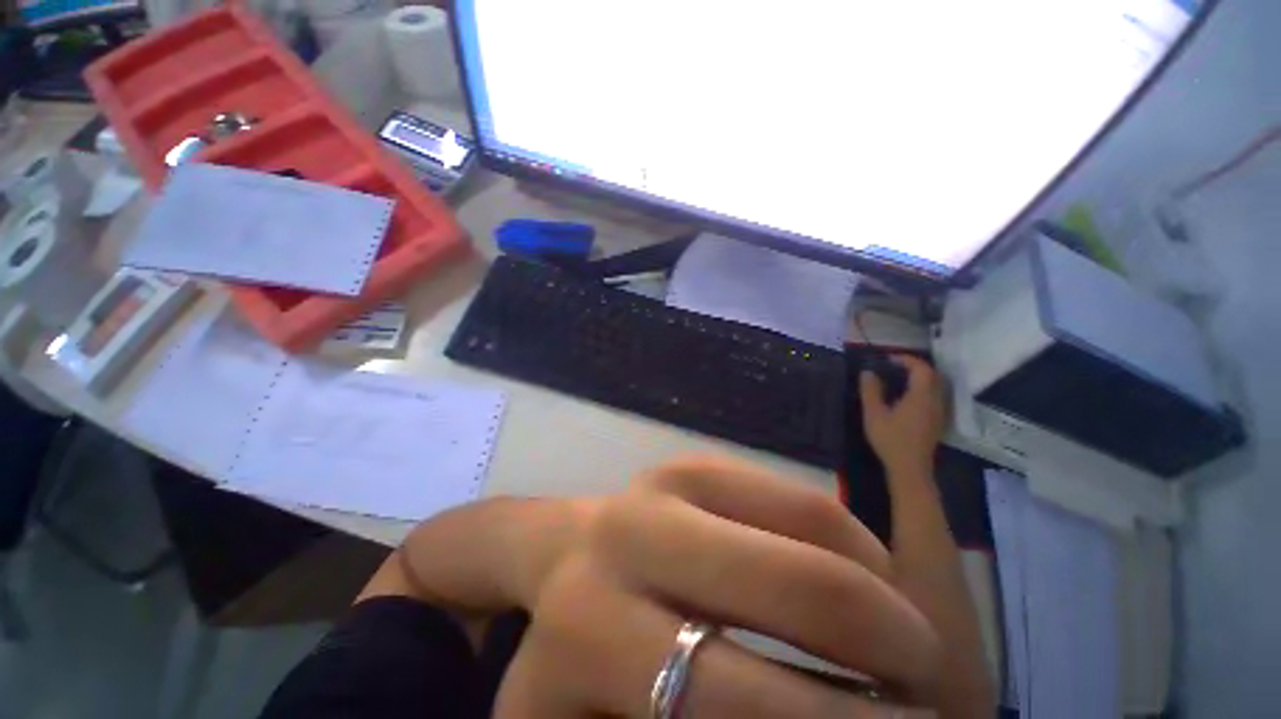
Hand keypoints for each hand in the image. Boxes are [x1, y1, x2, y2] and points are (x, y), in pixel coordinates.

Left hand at [494, 455, 942, 717]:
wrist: (568, 559)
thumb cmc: (578, 656)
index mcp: (593, 630)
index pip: (739, 699)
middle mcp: (632, 538)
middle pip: (801, 590)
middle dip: (892, 646)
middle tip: (932, 696)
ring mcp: (667, 483)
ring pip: (813, 526)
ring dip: (882, 592)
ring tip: (907, 642)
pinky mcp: (694, 461)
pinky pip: (798, 496)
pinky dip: (853, 543)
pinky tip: (862, 579)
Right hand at [860, 356, 946, 475]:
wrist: (910, 468)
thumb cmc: (890, 439)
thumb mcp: (874, 414)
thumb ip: (870, 391)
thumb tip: (867, 372)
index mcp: (920, 396)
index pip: (921, 368)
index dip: (906, 359)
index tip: (887, 358)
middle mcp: (935, 400)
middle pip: (932, 374)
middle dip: (914, 365)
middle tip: (893, 365)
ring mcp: (939, 411)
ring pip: (935, 385)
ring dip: (920, 376)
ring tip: (899, 377)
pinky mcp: (937, 420)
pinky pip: (934, 395)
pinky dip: (923, 388)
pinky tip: (907, 395)